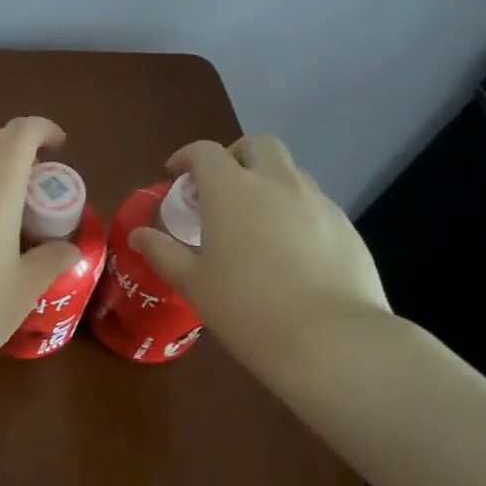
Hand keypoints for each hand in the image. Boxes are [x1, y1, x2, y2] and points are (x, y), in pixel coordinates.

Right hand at [129, 136, 390, 372]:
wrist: (332, 340)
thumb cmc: (247, 308)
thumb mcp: (193, 283)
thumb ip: (163, 252)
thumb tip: (138, 235)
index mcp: (230, 190)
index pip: (205, 151)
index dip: (187, 157)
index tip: (176, 176)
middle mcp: (276, 183)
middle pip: (257, 145)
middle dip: (235, 157)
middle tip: (221, 188)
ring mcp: (317, 202)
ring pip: (290, 171)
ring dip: (268, 181)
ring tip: (257, 219)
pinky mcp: (347, 226)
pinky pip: (315, 203)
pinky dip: (296, 210)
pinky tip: (291, 249)